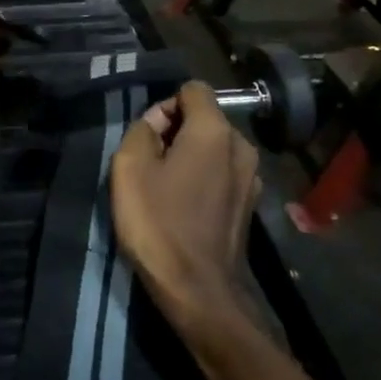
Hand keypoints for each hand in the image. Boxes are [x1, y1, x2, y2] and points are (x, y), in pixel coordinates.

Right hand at [111, 83, 259, 328]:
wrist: (198, 290)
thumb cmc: (159, 222)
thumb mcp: (129, 166)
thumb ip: (142, 129)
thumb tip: (157, 124)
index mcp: (214, 131)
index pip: (192, 89)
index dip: (165, 104)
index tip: (149, 137)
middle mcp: (241, 146)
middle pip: (204, 118)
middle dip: (176, 130)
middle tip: (150, 163)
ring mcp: (252, 178)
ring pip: (213, 147)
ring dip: (189, 156)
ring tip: (165, 187)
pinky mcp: (250, 205)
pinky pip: (222, 173)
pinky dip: (203, 178)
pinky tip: (184, 206)